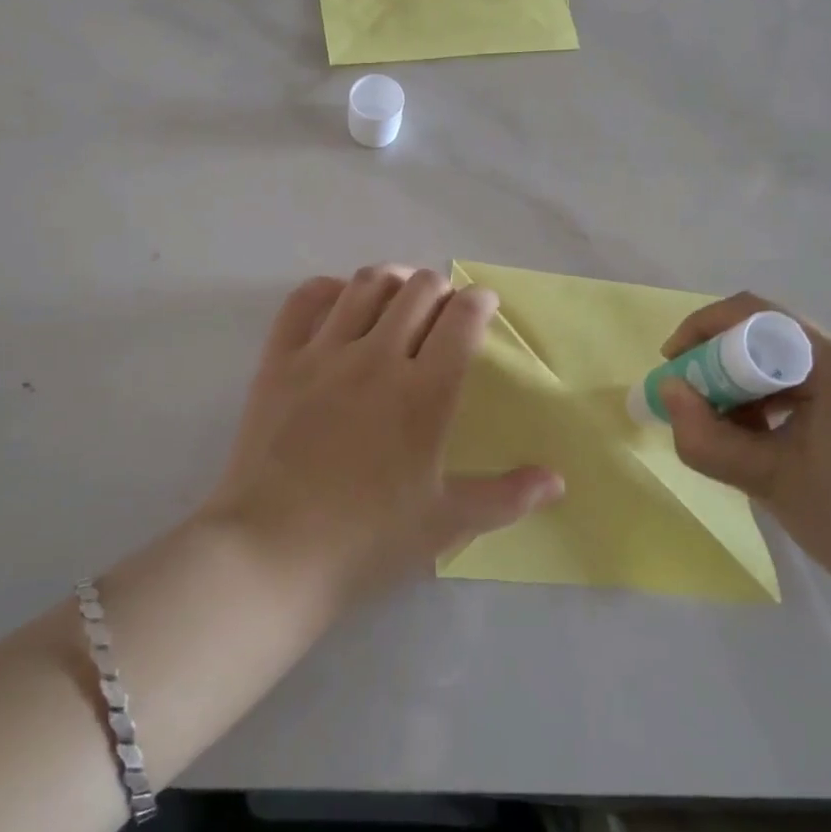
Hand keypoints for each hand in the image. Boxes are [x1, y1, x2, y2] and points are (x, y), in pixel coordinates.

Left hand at [202, 266, 563, 610]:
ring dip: (393, 279)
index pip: (462, 318)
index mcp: (424, 392)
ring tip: (400, 292)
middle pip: (418, 290)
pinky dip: (327, 288)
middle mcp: (378, 357)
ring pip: (366, 285)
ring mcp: (324, 354)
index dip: (480, 301)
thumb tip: (557, 480)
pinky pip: (303, 301)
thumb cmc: (367, 540)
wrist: (272, 552)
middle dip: (440, 288)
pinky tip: (339, 298)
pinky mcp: (279, 361)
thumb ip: (506, 497)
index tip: (484, 305)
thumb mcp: (446, 523)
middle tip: (443, 308)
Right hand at [658, 294, 830, 626]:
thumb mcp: (771, 483)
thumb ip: (707, 437)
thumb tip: (668, 392)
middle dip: (724, 369)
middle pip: (773, 340)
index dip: (703, 331)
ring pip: (793, 364)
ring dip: (752, 390)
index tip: (673, 366)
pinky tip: (773, 445)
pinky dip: (782, 403)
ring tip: (734, 439)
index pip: (755, 316)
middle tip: (697, 413)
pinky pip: (818, 383)